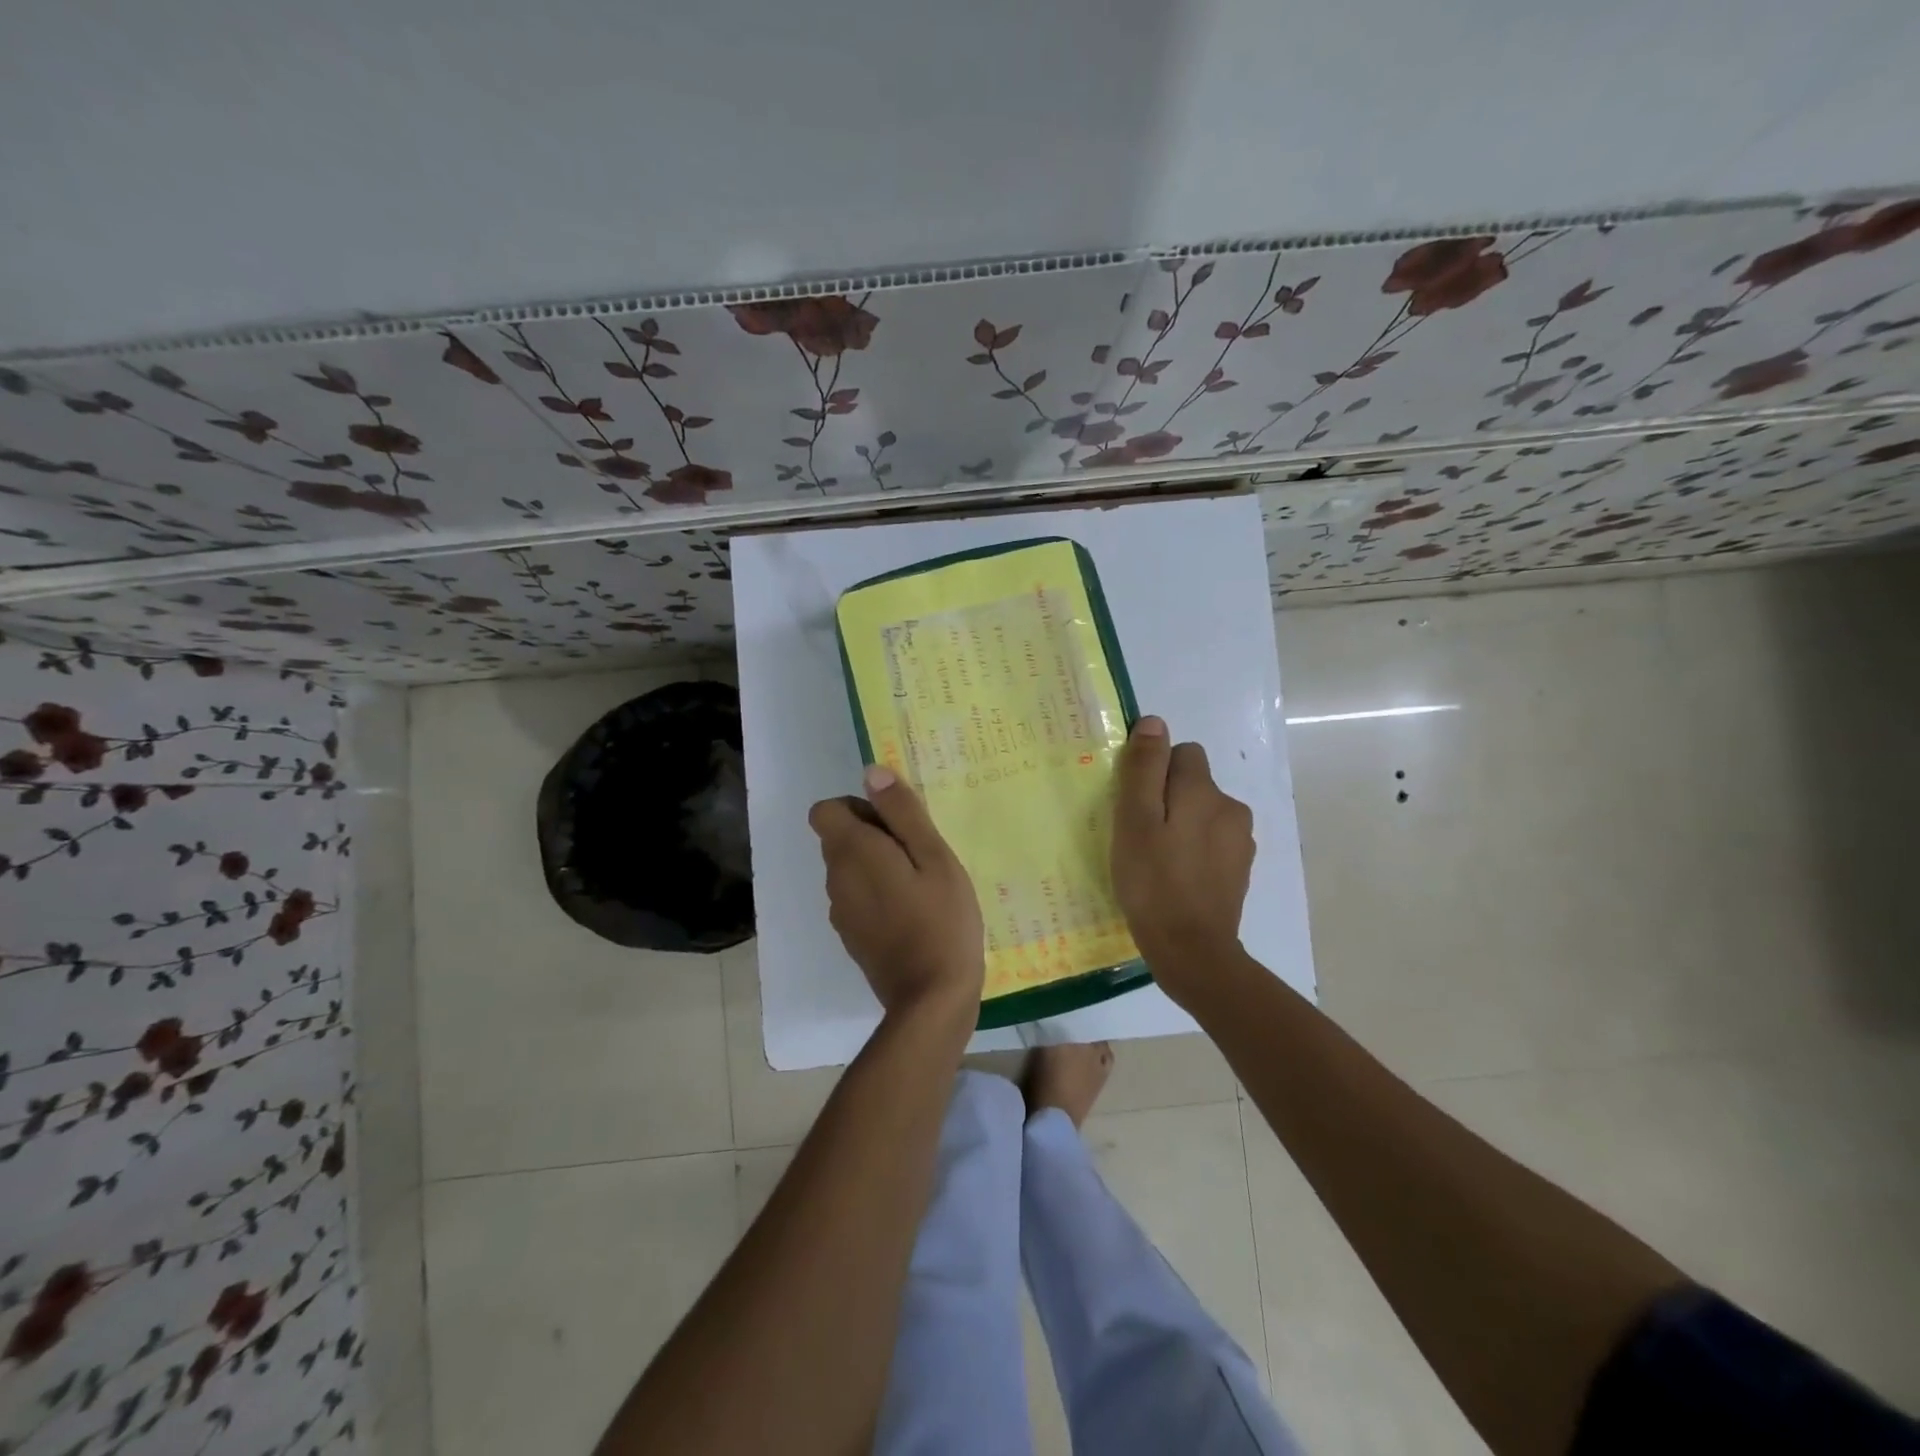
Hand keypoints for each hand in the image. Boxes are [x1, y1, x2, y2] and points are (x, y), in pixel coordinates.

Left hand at [810, 765, 984, 1022]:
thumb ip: (902, 813)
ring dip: (877, 866)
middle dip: (873, 834)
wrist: (931, 999)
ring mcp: (840, 912)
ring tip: (921, 884)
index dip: (858, 808)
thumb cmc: (941, 920)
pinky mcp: (851, 937)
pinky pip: (857, 898)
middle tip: (920, 854)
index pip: (825, 810)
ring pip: (849, 869)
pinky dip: (877, 894)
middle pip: (838, 838)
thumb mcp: (934, 857)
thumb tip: (871, 773)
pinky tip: (914, 913)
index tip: (896, 825)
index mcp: (852, 852)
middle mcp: (835, 879)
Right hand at [1111, 716, 1255, 997]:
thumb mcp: (1134, 821)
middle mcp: (1230, 807)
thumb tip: (1154, 722)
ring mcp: (1241, 841)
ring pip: (1202, 812)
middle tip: (1139, 835)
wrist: (1192, 951)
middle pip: (1193, 782)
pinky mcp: (1240, 869)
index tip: (1133, 804)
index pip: (1182, 753)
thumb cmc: (1153, 882)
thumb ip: (1144, 769)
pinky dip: (1193, 850)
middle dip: (1167, 797)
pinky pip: (1212, 841)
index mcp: (1204, 791)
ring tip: (1155, 860)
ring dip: (1181, 824)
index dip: (1154, 772)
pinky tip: (1175, 878)